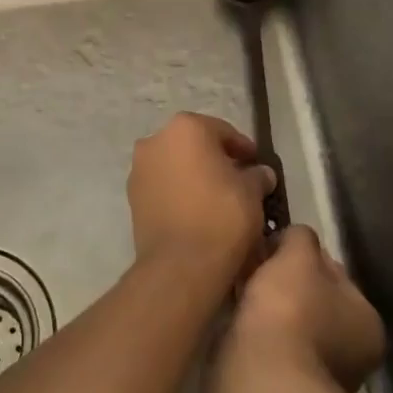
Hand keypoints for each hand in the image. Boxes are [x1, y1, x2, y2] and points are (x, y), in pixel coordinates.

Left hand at [128, 112, 276, 284]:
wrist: (180, 264)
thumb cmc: (221, 216)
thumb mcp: (252, 192)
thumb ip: (257, 175)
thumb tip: (261, 173)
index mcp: (186, 127)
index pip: (222, 131)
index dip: (243, 149)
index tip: (256, 165)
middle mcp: (155, 140)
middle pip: (194, 144)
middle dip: (215, 159)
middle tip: (238, 180)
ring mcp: (139, 168)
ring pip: (175, 164)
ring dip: (194, 175)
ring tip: (217, 198)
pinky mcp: (131, 197)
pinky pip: (162, 186)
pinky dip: (178, 191)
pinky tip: (196, 210)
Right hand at [220, 225, 385, 392]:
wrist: (261, 382)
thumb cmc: (290, 312)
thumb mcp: (298, 256)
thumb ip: (300, 238)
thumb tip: (293, 237)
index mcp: (366, 320)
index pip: (334, 272)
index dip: (302, 253)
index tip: (270, 245)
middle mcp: (351, 354)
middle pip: (312, 301)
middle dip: (284, 285)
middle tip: (250, 267)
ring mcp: (319, 379)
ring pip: (289, 327)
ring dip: (267, 313)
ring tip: (236, 293)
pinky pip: (269, 350)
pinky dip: (254, 337)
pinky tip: (234, 325)